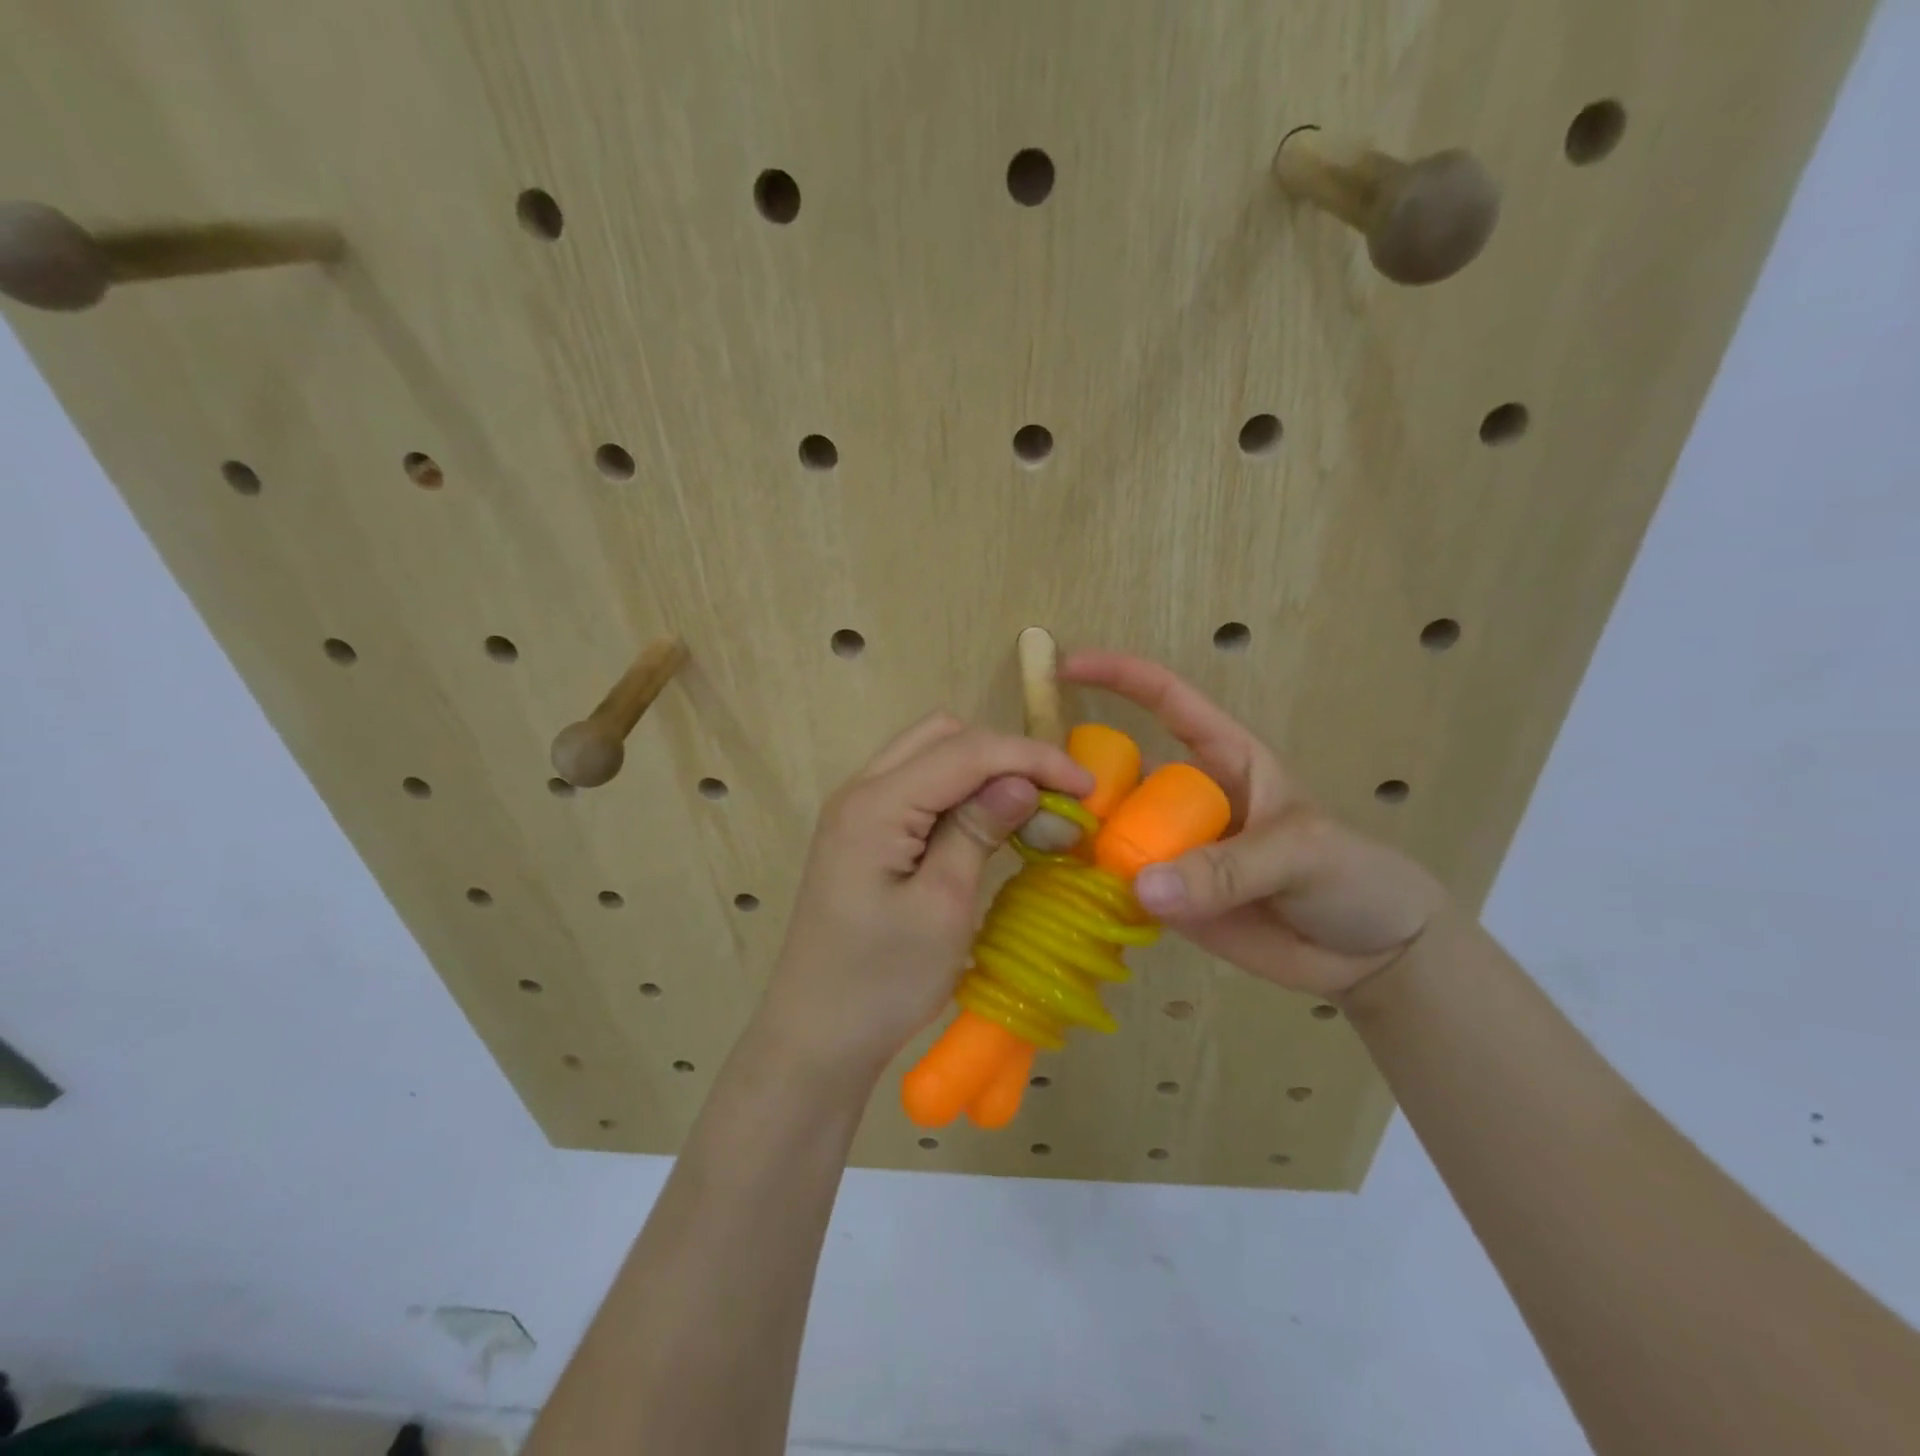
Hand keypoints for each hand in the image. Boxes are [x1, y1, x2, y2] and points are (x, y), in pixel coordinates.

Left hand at [760, 712, 1093, 1073]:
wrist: (818, 1036)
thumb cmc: (882, 982)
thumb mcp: (942, 906)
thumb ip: (976, 831)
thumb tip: (1021, 781)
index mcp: (875, 805)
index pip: (966, 751)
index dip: (1032, 758)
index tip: (1086, 787)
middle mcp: (859, 790)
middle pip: (944, 736)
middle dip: (1006, 755)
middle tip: (1053, 800)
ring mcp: (857, 810)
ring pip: (930, 754)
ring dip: (983, 770)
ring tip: (1029, 811)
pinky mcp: (863, 832)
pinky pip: (918, 785)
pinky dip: (959, 791)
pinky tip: (988, 822)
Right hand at [1061, 651, 1449, 999]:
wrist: (1375, 956)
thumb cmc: (1354, 876)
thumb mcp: (1302, 855)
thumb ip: (1228, 869)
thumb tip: (1143, 885)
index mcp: (1225, 760)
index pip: (1167, 701)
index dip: (1119, 676)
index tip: (1066, 665)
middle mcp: (1187, 799)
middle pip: (1119, 773)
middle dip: (1078, 776)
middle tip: (1035, 796)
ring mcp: (1175, 849)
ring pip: (1112, 831)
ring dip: (1080, 837)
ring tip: (1042, 847)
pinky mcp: (1170, 898)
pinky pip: (1121, 885)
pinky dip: (1093, 886)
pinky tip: (1063, 889)